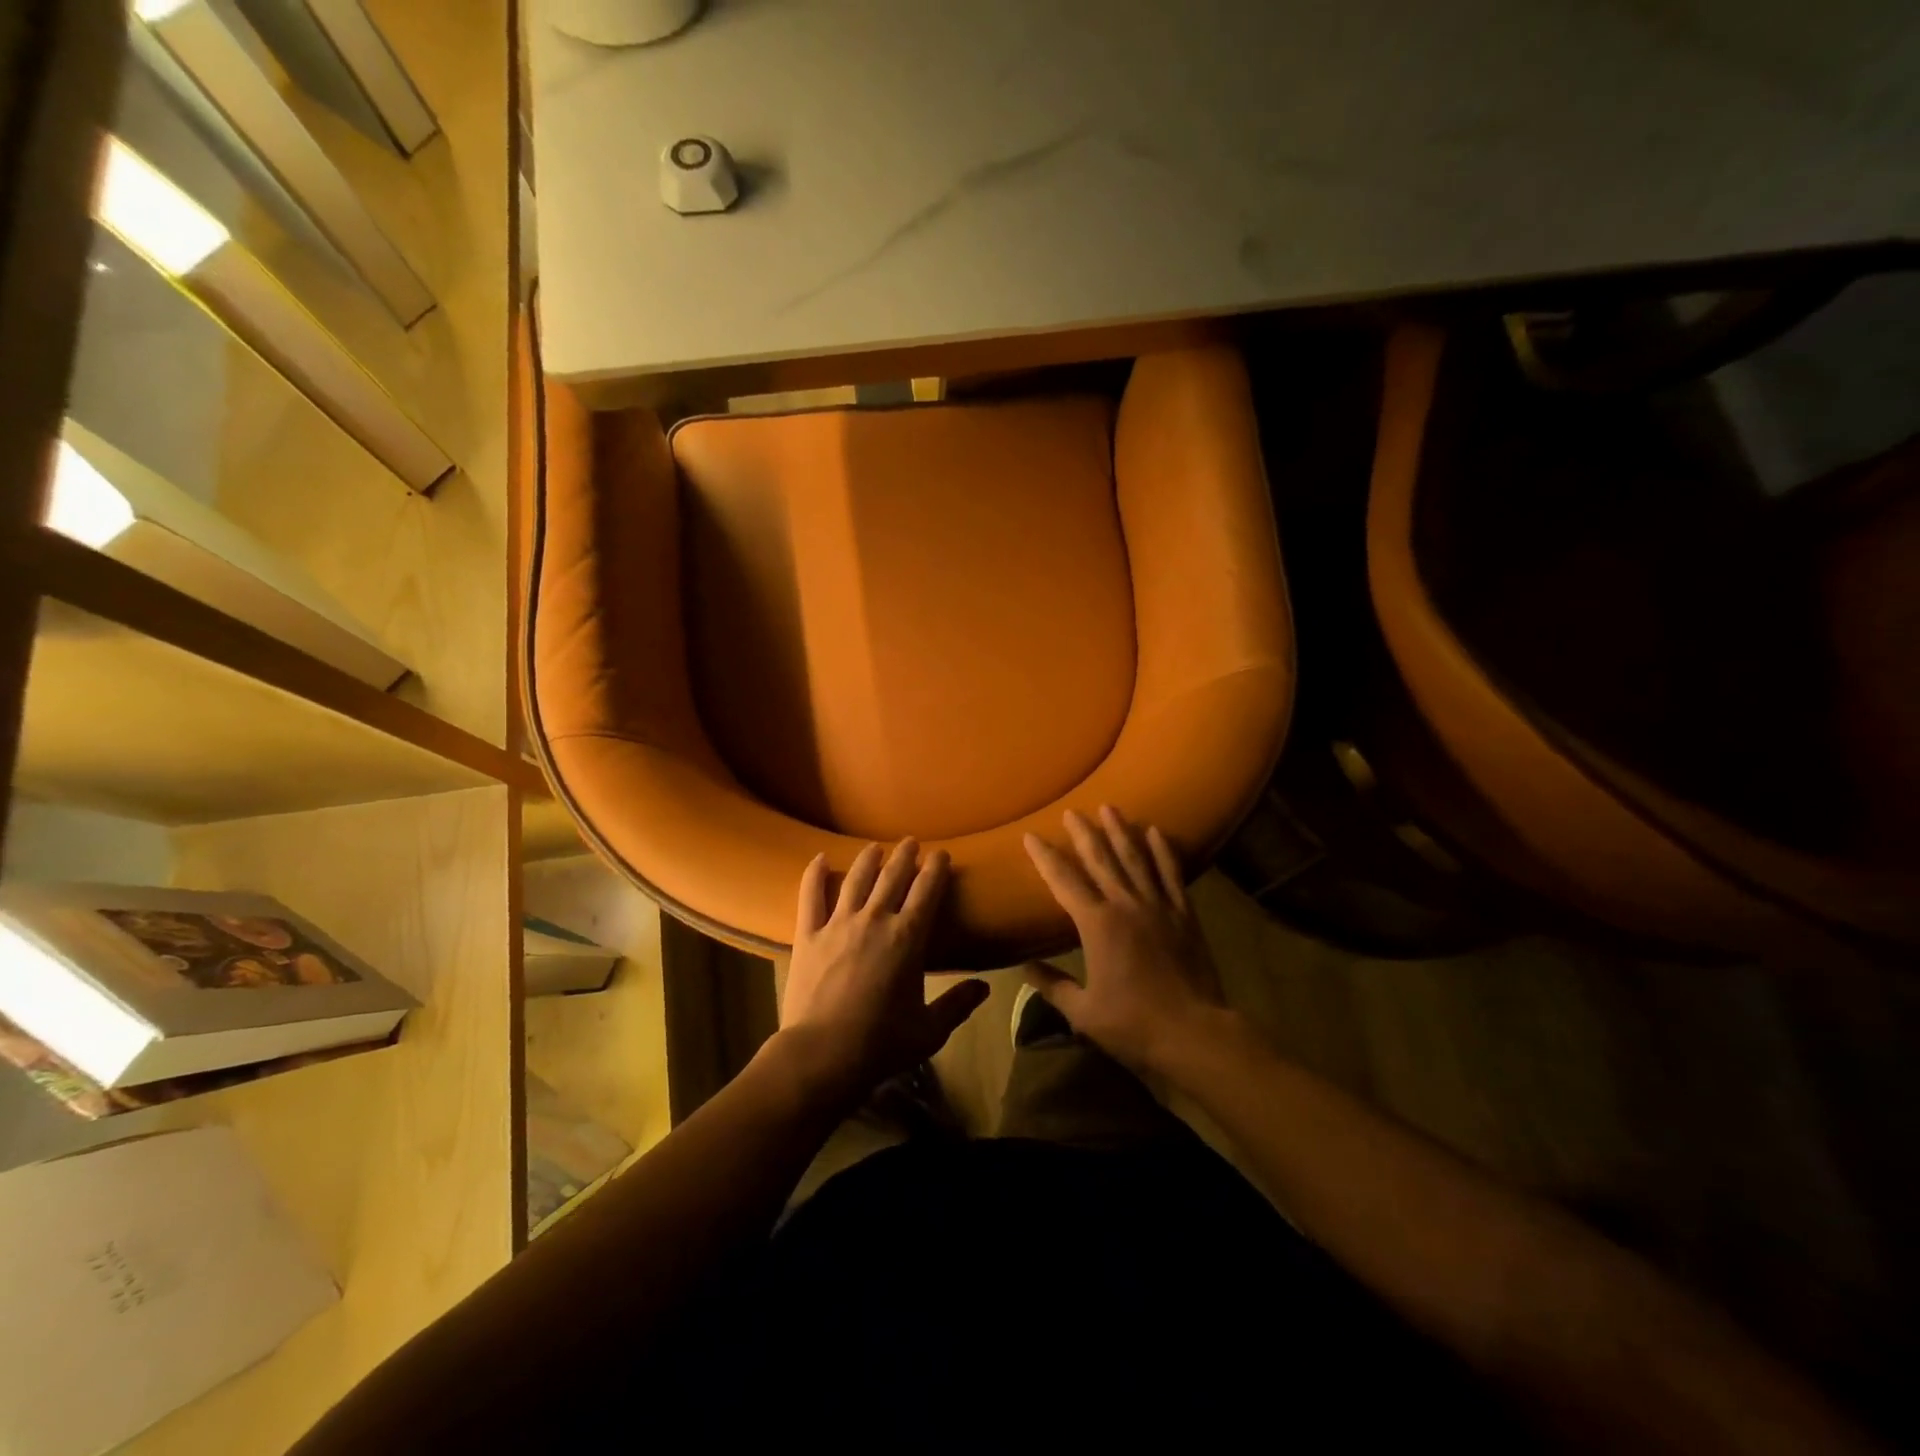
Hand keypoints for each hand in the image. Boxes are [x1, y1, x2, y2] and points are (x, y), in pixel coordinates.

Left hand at [779, 839, 989, 1100]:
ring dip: (869, 859)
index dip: (936, 868)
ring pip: (856, 879)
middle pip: (893, 877)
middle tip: (911, 842)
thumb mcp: (930, 1030)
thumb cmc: (881, 1043)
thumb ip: (958, 1004)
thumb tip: (984, 987)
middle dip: (905, 856)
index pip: (927, 890)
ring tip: (875, 847)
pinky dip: (814, 874)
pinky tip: (819, 858)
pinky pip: (810, 896)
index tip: (941, 854)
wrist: (822, 1055)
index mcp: (908, 938)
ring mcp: (838, 924)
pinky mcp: (808, 935)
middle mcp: (875, 920)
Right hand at [1022, 807, 1225, 1072]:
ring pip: (1136, 859)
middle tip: (1072, 811)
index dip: (1045, 857)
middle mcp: (1125, 905)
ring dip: (1121, 831)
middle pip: (1101, 860)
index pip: (1064, 882)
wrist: (1194, 1033)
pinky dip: (1164, 851)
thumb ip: (1052, 985)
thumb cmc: (1133, 1024)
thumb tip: (1024, 967)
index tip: (1031, 836)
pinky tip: (1157, 831)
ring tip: (1110, 808)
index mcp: (1096, 925)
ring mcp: (1158, 906)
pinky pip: (1171, 875)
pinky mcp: (1184, 915)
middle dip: (1084, 833)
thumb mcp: (1083, 1012)